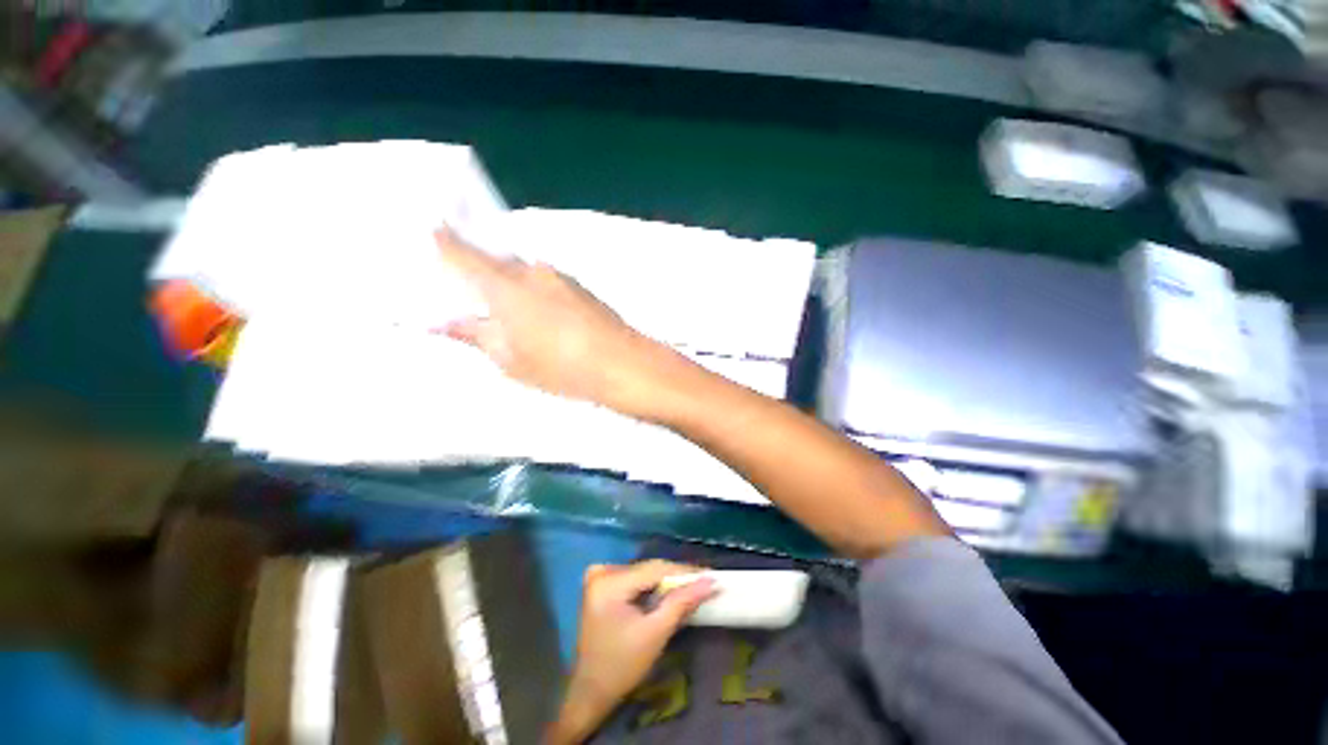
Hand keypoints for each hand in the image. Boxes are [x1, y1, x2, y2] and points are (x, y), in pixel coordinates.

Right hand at [435, 230, 678, 418]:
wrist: (622, 362)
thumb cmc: (561, 367)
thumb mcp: (510, 359)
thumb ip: (476, 335)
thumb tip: (444, 322)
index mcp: (505, 286)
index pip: (462, 252)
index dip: (443, 241)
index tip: (430, 231)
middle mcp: (531, 271)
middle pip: (494, 259)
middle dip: (478, 269)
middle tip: (468, 289)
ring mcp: (559, 276)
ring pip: (521, 271)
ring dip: (509, 284)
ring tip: (509, 313)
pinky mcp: (579, 286)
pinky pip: (544, 281)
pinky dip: (532, 291)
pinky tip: (540, 317)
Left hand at [549, 561, 716, 743]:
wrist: (591, 691)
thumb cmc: (622, 667)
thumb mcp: (655, 634)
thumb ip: (681, 603)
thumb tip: (710, 581)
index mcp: (609, 583)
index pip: (654, 569)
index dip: (684, 571)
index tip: (709, 575)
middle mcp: (601, 572)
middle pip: (648, 569)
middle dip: (675, 578)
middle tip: (702, 583)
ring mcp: (598, 577)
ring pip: (643, 572)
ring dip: (665, 581)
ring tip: (690, 588)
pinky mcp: (600, 584)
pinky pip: (634, 578)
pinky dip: (651, 586)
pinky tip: (666, 593)